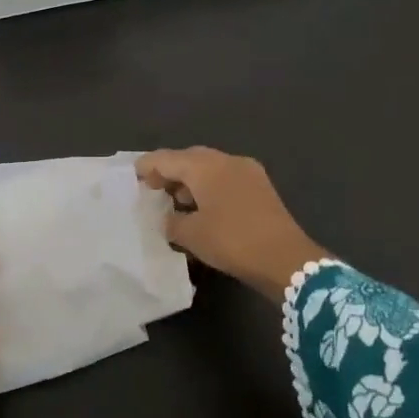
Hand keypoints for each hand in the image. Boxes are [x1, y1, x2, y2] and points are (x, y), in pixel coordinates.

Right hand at [136, 147, 325, 301]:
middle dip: (169, 172)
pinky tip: (202, 209)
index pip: (166, 159)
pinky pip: (225, 178)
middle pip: (188, 158)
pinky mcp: (260, 187)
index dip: (146, 167)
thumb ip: (171, 222)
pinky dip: (209, 187)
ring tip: (175, 203)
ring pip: (209, 167)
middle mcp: (226, 160)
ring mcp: (247, 171)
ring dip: (190, 181)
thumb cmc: (232, 241)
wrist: (286, 259)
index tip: (132, 178)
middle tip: (152, 191)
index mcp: (204, 166)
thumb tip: (169, 218)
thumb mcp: (191, 235)